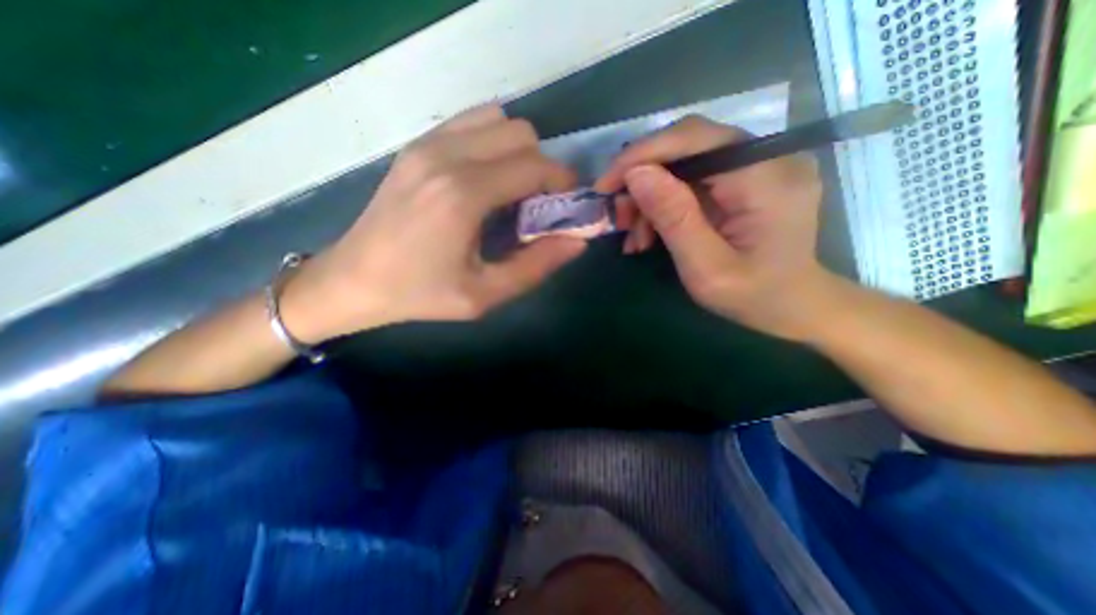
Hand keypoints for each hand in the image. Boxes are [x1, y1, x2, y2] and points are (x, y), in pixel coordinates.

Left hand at [283, 107, 590, 343]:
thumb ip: (536, 266)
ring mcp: (428, 144)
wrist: (353, 279)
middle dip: (543, 167)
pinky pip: (471, 124)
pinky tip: (486, 179)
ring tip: (511, 191)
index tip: (567, 206)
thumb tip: (577, 241)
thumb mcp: (484, 294)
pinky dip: (492, 143)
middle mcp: (447, 156)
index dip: (563, 183)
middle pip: (522, 135)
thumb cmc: (420, 293)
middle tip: (538, 204)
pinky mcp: (417, 145)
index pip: (535, 167)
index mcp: (464, 194)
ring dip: (518, 152)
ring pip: (498, 121)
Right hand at [595, 116, 835, 340]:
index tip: (606, 184)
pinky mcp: (746, 178)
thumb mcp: (706, 268)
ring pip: (684, 163)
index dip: (643, 154)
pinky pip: (693, 179)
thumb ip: (675, 218)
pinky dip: (665, 203)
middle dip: (642, 178)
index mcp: (767, 179)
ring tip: (634, 235)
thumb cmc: (754, 296)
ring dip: (650, 197)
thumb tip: (636, 175)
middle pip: (687, 146)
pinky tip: (650, 232)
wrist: (794, 306)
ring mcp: (758, 166)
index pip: (696, 139)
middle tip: (617, 216)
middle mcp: (768, 158)